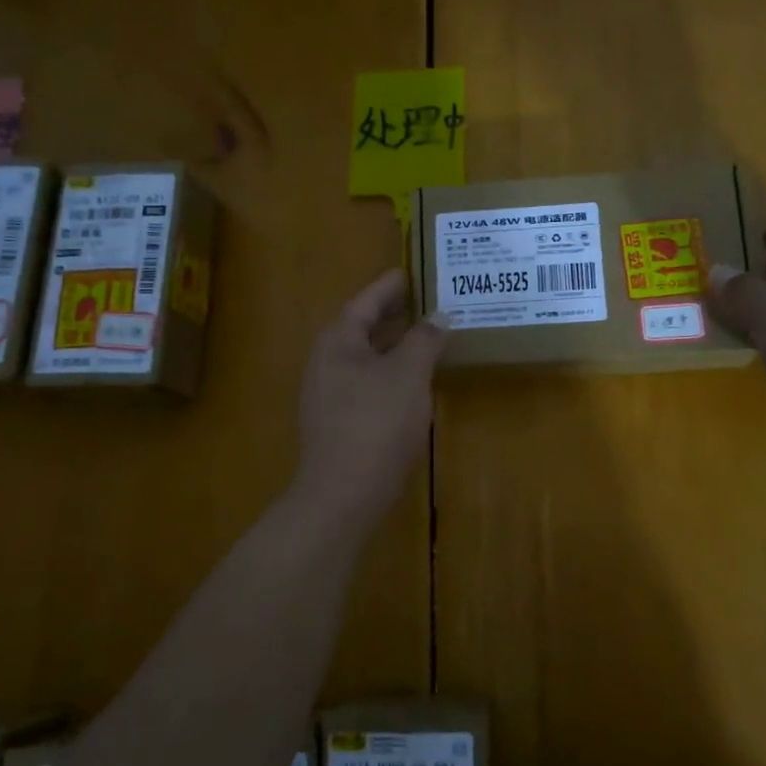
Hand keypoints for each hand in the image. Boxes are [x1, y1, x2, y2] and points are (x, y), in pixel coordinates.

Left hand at [294, 270, 449, 528]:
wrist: (344, 492)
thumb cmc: (376, 422)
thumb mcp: (408, 374)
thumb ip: (425, 340)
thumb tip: (439, 316)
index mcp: (337, 342)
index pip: (365, 302)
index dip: (390, 287)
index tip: (411, 273)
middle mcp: (326, 363)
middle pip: (362, 329)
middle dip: (394, 316)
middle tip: (426, 303)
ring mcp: (328, 395)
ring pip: (365, 359)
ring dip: (394, 346)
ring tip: (426, 338)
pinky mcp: (337, 422)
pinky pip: (366, 383)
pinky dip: (389, 373)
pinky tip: (412, 382)